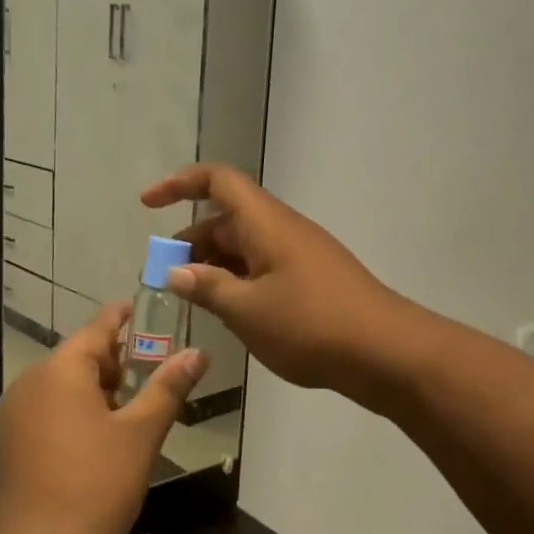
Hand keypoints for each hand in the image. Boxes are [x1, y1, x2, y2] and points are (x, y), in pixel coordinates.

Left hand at [0, 305, 207, 533]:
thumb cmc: (97, 484)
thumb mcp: (141, 433)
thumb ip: (168, 387)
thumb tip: (198, 353)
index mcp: (60, 371)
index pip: (96, 329)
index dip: (121, 317)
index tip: (140, 307)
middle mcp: (30, 383)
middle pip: (78, 357)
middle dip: (115, 361)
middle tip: (151, 372)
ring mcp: (16, 414)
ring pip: (63, 386)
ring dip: (97, 389)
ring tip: (132, 409)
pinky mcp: (12, 442)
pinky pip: (49, 410)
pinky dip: (76, 410)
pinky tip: (100, 437)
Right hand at [142, 164, 410, 398]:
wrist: (386, 352)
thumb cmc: (311, 325)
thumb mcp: (248, 311)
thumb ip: (208, 287)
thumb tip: (176, 271)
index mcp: (265, 223)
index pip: (218, 181)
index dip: (179, 184)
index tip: (147, 205)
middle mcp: (282, 229)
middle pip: (227, 218)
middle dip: (190, 241)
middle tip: (165, 276)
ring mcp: (300, 254)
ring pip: (245, 246)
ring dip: (213, 265)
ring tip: (191, 299)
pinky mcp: (312, 280)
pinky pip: (263, 267)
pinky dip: (238, 281)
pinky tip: (229, 313)